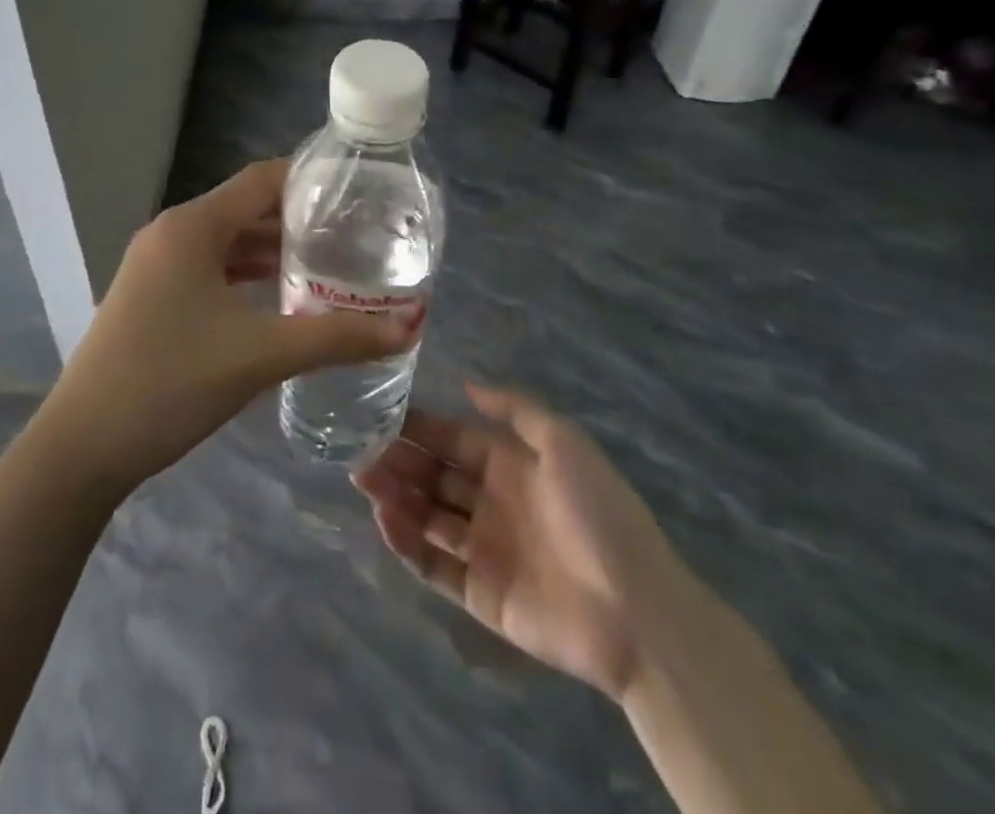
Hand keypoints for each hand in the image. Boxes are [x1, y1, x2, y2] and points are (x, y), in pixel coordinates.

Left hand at [36, 159, 417, 496]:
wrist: (82, 447)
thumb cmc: (170, 383)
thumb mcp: (259, 356)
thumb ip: (335, 338)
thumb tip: (407, 329)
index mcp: (192, 226)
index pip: (262, 180)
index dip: (311, 180)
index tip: (360, 192)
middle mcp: (172, 234)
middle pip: (246, 210)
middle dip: (299, 220)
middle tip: (356, 235)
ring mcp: (156, 266)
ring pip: (228, 243)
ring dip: (274, 252)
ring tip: (330, 267)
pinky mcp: (152, 297)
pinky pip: (210, 270)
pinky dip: (247, 276)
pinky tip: (281, 301)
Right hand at [355, 385, 677, 698]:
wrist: (636, 610)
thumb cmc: (598, 514)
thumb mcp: (564, 442)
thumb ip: (515, 409)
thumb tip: (467, 385)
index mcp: (511, 465)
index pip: (453, 440)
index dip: (419, 428)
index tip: (379, 414)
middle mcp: (493, 502)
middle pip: (434, 477)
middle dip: (398, 461)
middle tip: (359, 449)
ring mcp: (485, 550)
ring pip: (427, 516)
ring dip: (395, 497)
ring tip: (362, 478)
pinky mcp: (480, 594)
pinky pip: (434, 565)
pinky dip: (407, 543)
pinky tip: (385, 519)